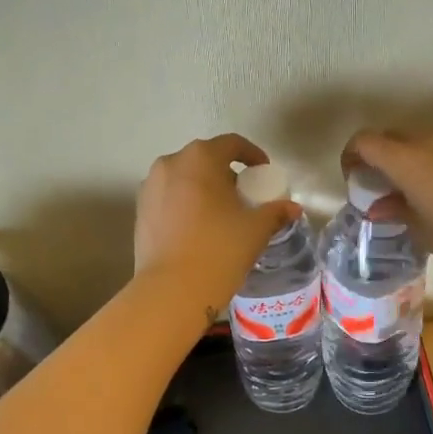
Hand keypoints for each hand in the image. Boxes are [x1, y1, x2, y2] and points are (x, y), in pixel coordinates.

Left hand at [135, 135, 301, 314]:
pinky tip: (197, 228)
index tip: (263, 172)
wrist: (172, 290)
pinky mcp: (140, 211)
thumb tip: (292, 208)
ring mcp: (150, 186)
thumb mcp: (256, 229)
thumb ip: (275, 212)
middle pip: (205, 159)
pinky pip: (168, 197)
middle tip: (243, 195)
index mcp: (201, 158)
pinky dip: (185, 203)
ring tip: (219, 213)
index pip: (232, 144)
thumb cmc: (219, 249)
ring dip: (203, 187)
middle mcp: (170, 163)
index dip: (252, 154)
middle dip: (225, 172)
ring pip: (183, 178)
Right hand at [340, 130, 432, 280]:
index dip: (350, 157)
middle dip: (374, 157)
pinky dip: (421, 165)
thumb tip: (377, 206)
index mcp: (406, 158)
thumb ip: (394, 211)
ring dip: (399, 161)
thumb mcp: (421, 229)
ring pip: (412, 143)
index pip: (364, 141)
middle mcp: (426, 143)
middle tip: (375, 189)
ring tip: (402, 195)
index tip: (353, 182)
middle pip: (387, 137)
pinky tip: (430, 197)